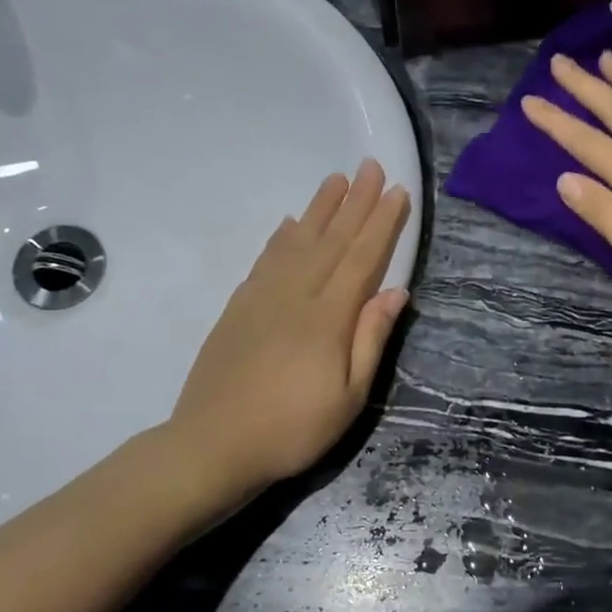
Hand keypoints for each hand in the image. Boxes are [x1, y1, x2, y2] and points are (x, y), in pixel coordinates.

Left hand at [158, 161, 411, 515]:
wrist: (213, 445)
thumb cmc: (293, 429)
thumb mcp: (349, 397)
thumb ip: (371, 339)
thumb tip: (397, 291)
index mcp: (328, 317)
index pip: (362, 258)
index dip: (381, 223)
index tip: (397, 191)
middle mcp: (296, 295)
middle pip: (332, 240)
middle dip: (355, 202)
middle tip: (371, 166)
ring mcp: (262, 298)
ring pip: (297, 242)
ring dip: (319, 209)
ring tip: (336, 180)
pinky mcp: (238, 307)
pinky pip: (265, 260)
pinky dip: (281, 236)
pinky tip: (290, 223)